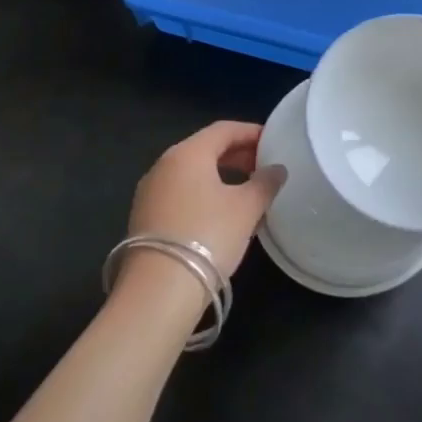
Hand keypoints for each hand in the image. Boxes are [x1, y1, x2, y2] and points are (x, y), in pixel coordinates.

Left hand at [126, 121, 284, 286]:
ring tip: (248, 192)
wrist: (158, 291)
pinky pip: (181, 194)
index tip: (274, 142)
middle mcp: (164, 165)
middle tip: (264, 167)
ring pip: (192, 173)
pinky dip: (204, 194)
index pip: (224, 129)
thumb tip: (276, 170)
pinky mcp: (145, 219)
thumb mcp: (246, 208)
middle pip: (206, 149)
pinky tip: (222, 215)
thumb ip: (265, 183)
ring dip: (221, 176)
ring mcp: (150, 193)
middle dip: (237, 155)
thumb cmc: (208, 236)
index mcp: (187, 153)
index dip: (251, 132)